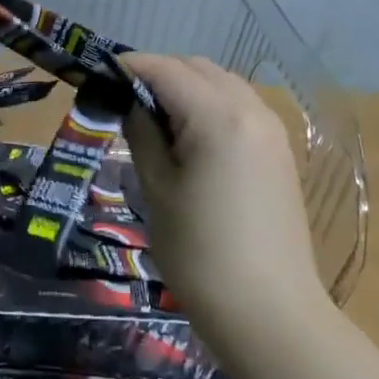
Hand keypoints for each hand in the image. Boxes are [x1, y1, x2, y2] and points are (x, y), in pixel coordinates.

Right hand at [120, 55, 326, 321]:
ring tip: (154, 122)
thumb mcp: (156, 188)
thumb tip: (132, 104)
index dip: (129, 67)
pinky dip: (211, 108)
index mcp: (218, 117)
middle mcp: (252, 111)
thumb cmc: (199, 251)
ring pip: (223, 86)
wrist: (268, 311)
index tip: (99, 75)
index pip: (166, 69)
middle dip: (159, 74)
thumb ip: (142, 135)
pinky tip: (190, 140)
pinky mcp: (280, 154)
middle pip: (199, 69)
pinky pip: (241, 110)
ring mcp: (272, 132)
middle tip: (124, 102)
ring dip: (187, 89)